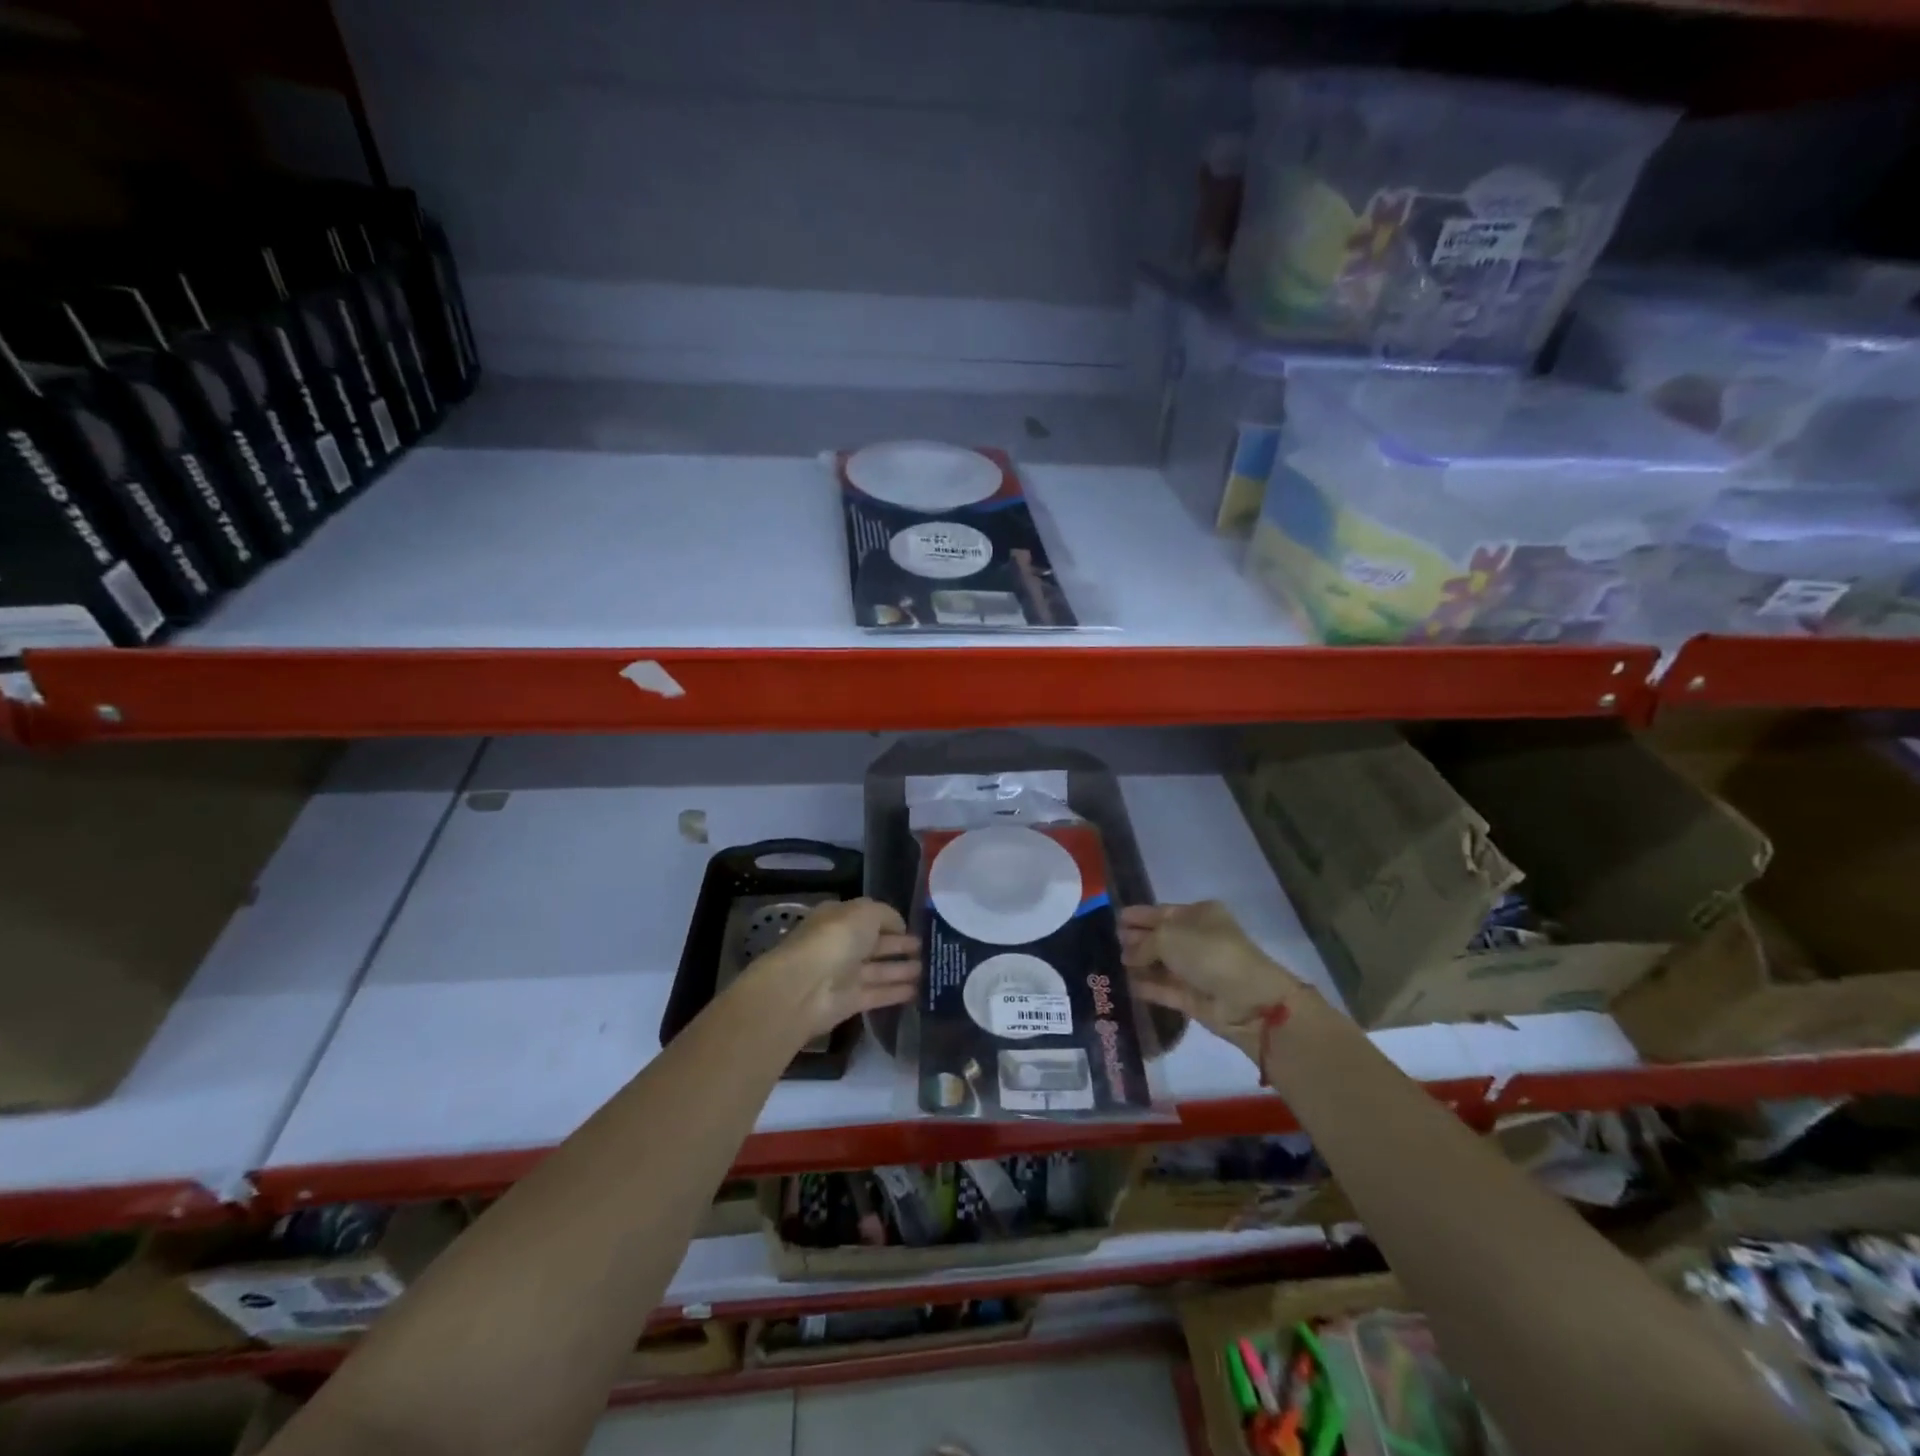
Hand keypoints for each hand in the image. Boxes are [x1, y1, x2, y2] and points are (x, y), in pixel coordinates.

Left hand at [754, 898, 920, 1042]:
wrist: (805, 986)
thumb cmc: (835, 939)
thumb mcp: (865, 912)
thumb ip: (887, 915)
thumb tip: (900, 927)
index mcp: (839, 918)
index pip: (869, 917)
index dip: (891, 921)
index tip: (914, 927)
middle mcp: (842, 944)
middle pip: (875, 944)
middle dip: (899, 945)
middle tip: (925, 948)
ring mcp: (845, 974)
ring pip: (879, 970)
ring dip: (902, 969)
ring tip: (927, 969)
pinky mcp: (850, 1002)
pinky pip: (878, 994)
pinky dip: (897, 992)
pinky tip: (918, 991)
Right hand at [1120, 901, 1312, 1060]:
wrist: (1247, 1000)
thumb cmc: (1208, 953)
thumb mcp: (1169, 936)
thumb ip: (1143, 943)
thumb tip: (1128, 954)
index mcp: (1200, 915)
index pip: (1162, 911)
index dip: (1140, 915)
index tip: (1115, 918)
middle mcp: (1199, 939)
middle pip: (1161, 937)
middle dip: (1137, 939)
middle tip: (1109, 941)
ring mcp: (1197, 970)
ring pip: (1162, 964)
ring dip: (1139, 963)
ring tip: (1111, 963)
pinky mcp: (1193, 998)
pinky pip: (1164, 988)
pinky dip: (1147, 986)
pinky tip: (1125, 983)